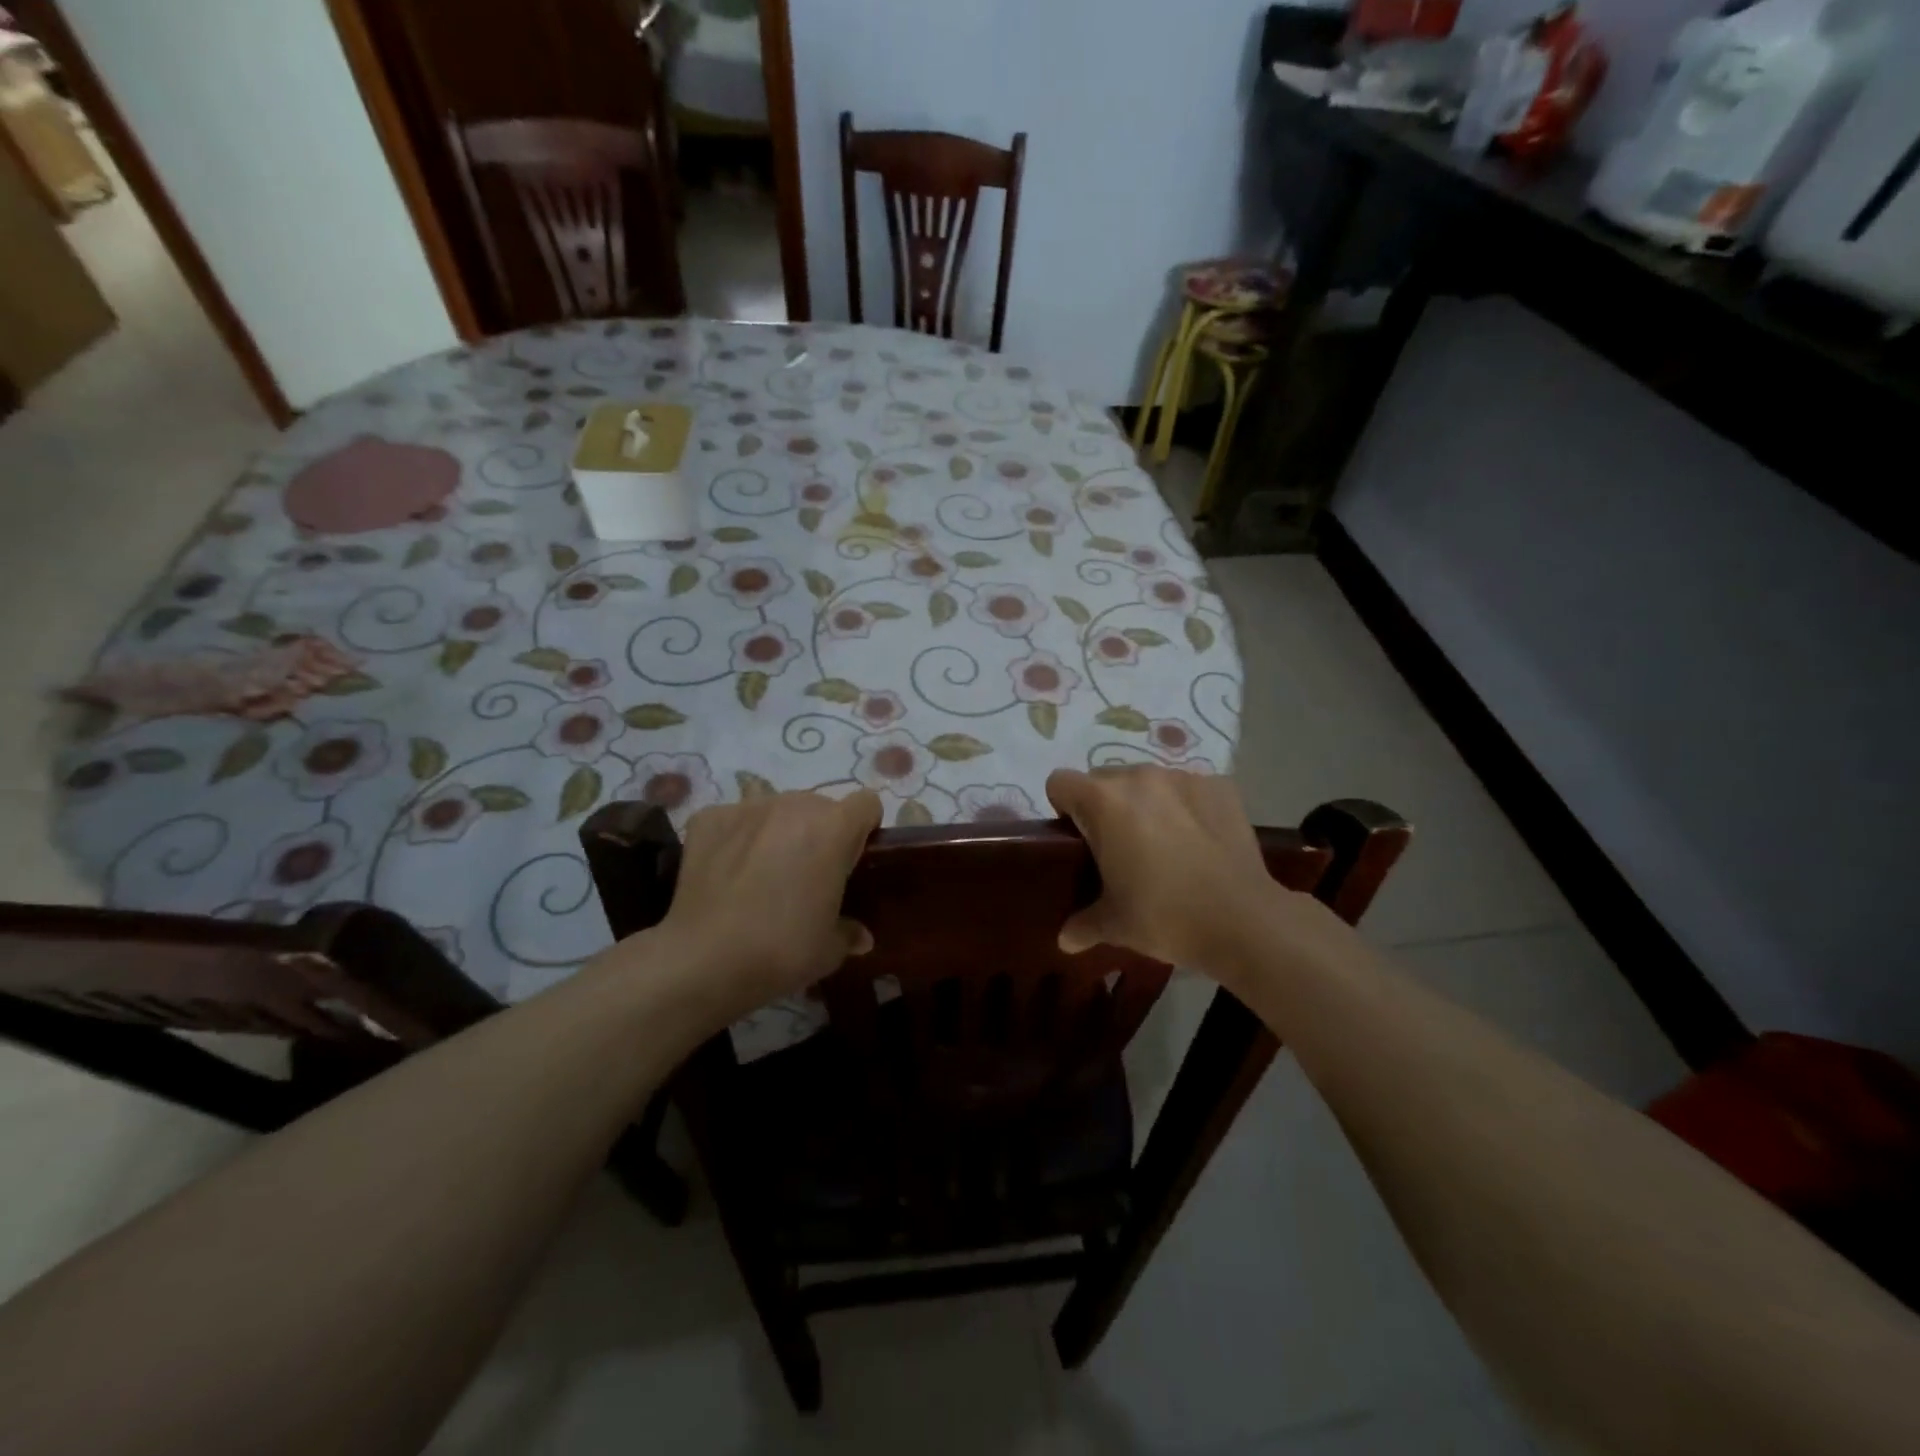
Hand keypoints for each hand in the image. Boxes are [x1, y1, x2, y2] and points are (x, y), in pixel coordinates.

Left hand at [649, 789, 881, 1026]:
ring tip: (763, 873)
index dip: (864, 829)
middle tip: (807, 875)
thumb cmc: (781, 950)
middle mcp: (794, 805)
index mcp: (834, 828)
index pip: (867, 804)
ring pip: (777, 809)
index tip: (852, 861)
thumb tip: (860, 936)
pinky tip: (727, 872)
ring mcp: (748, 808)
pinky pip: (734, 820)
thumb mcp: (829, 950)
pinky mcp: (709, 818)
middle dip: (819, 832)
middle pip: (819, 806)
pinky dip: (736, 838)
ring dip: (779, 832)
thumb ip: (849, 932)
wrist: (703, 960)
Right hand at [1046, 766, 1312, 981]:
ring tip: (1163, 844)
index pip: (1060, 783)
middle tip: (1119, 848)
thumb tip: (1065, 939)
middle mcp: (1139, 778)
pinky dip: (1186, 807)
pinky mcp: (1220, 786)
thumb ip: (1083, 924)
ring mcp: (1183, 778)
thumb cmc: (1165, 917)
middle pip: (1103, 779)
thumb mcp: (1115, 925)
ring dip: (1145, 804)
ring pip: (1147, 781)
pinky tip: (1199, 841)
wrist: (1245, 921)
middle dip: (1104, 806)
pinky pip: (1188, 789)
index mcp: (1103, 802)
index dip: (1063, 809)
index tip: (1078, 840)